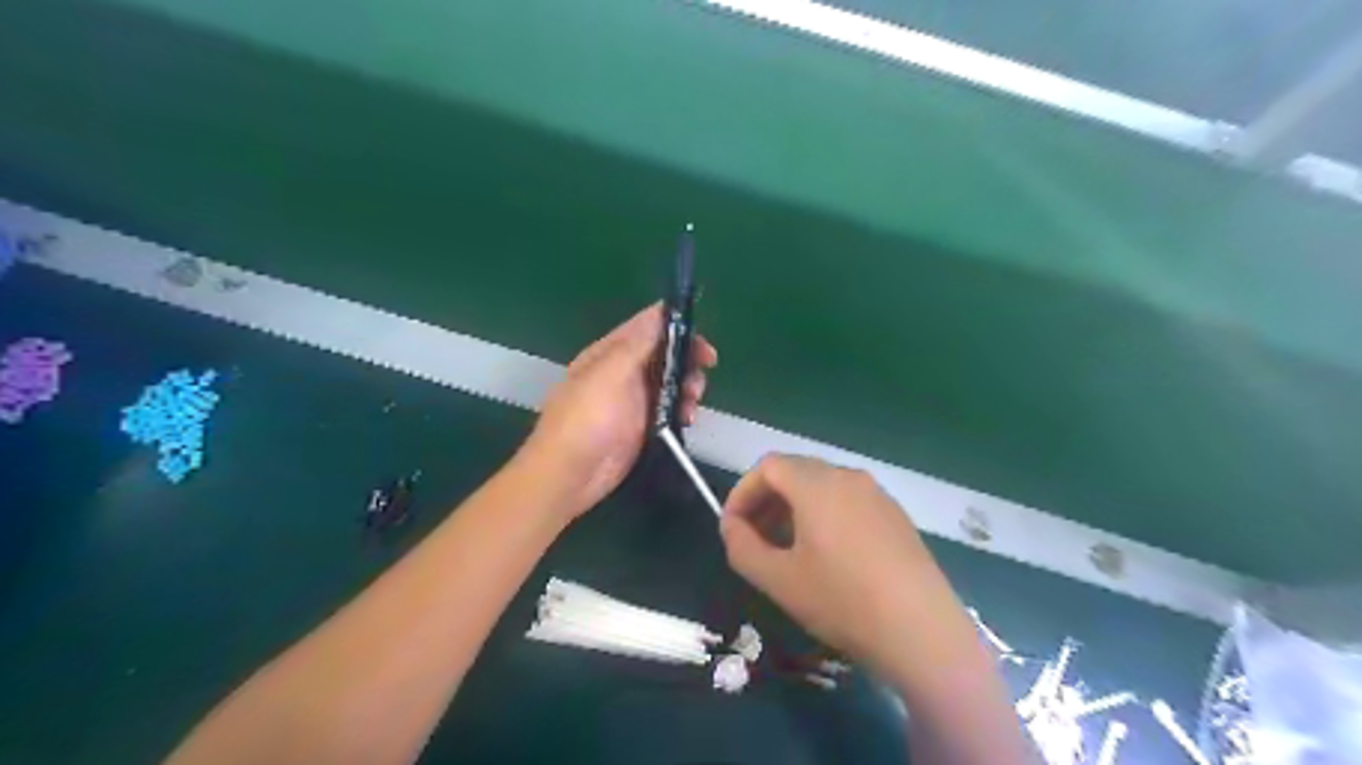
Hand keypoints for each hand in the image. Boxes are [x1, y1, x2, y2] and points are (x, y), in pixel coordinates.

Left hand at [522, 302, 715, 513]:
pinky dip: (682, 410)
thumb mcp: (611, 374)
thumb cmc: (586, 419)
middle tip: (707, 369)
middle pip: (664, 354)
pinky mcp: (642, 427)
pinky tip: (688, 419)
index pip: (647, 326)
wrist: (570, 476)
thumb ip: (637, 344)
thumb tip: (659, 311)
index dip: (677, 325)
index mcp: (609, 353)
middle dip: (687, 359)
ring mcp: (633, 401)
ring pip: (670, 383)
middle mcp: (622, 372)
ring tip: (694, 400)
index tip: (701, 337)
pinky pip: (669, 410)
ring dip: (688, 386)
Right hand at [715, 453, 949, 674]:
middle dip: (766, 500)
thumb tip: (731, 526)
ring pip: (822, 486)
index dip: (742, 493)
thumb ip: (742, 547)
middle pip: (795, 472)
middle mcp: (848, 477)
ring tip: (786, 548)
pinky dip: (823, 515)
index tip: (732, 528)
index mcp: (817, 484)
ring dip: (794, 509)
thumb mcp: (779, 580)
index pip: (768, 467)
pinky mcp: (896, 515)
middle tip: (754, 538)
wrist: (922, 632)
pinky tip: (827, 555)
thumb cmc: (843, 601)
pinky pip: (848, 501)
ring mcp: (877, 494)